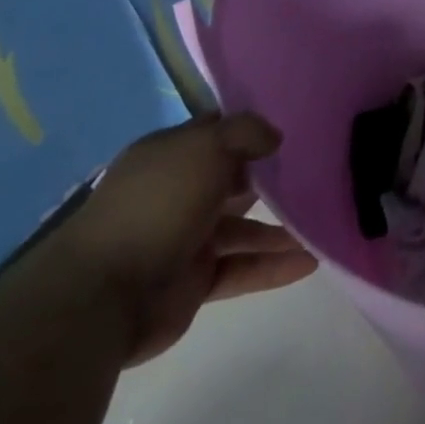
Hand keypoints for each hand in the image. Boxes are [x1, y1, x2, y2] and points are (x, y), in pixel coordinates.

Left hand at [56, 112, 317, 364]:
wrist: (101, 297)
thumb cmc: (157, 205)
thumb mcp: (205, 148)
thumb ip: (245, 133)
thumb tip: (274, 137)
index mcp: (170, 156)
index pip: (216, 133)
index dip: (251, 130)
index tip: (293, 127)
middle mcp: (177, 194)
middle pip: (233, 181)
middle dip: (272, 178)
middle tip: (318, 173)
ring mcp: (185, 240)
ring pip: (243, 229)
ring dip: (281, 229)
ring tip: (323, 223)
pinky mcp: (193, 284)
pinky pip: (241, 269)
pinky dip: (273, 266)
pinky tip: (310, 262)